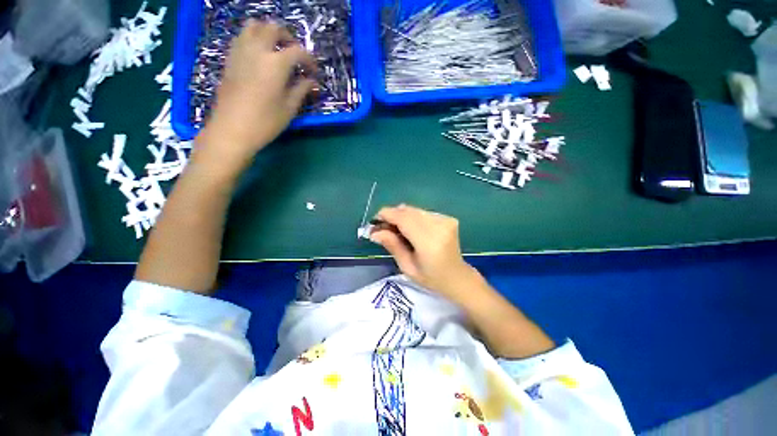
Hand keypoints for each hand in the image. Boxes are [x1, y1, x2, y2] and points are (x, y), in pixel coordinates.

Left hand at [197, 20, 317, 171]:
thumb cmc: (265, 122)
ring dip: (268, 33)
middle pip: (273, 28)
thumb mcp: (289, 108)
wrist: (231, 129)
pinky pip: (242, 37)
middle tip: (295, 55)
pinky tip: (259, 57)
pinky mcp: (230, 58)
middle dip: (288, 38)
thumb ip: (301, 90)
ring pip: (253, 26)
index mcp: (275, 63)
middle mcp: (257, 49)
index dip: (310, 60)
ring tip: (276, 51)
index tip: (314, 73)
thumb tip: (312, 82)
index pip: (298, 51)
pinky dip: (253, 39)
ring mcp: (240, 51)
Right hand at [371, 205, 479, 302]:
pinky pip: (422, 213)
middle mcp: (438, 226)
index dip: (387, 215)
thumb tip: (374, 232)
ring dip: (401, 216)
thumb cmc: (431, 278)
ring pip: (414, 210)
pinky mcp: (448, 218)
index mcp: (429, 242)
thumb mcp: (407, 267)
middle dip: (392, 215)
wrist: (458, 277)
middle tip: (382, 227)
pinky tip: (410, 229)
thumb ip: (392, 246)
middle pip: (408, 211)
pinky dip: (412, 218)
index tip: (374, 221)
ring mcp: (445, 220)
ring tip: (396, 229)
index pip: (404, 219)